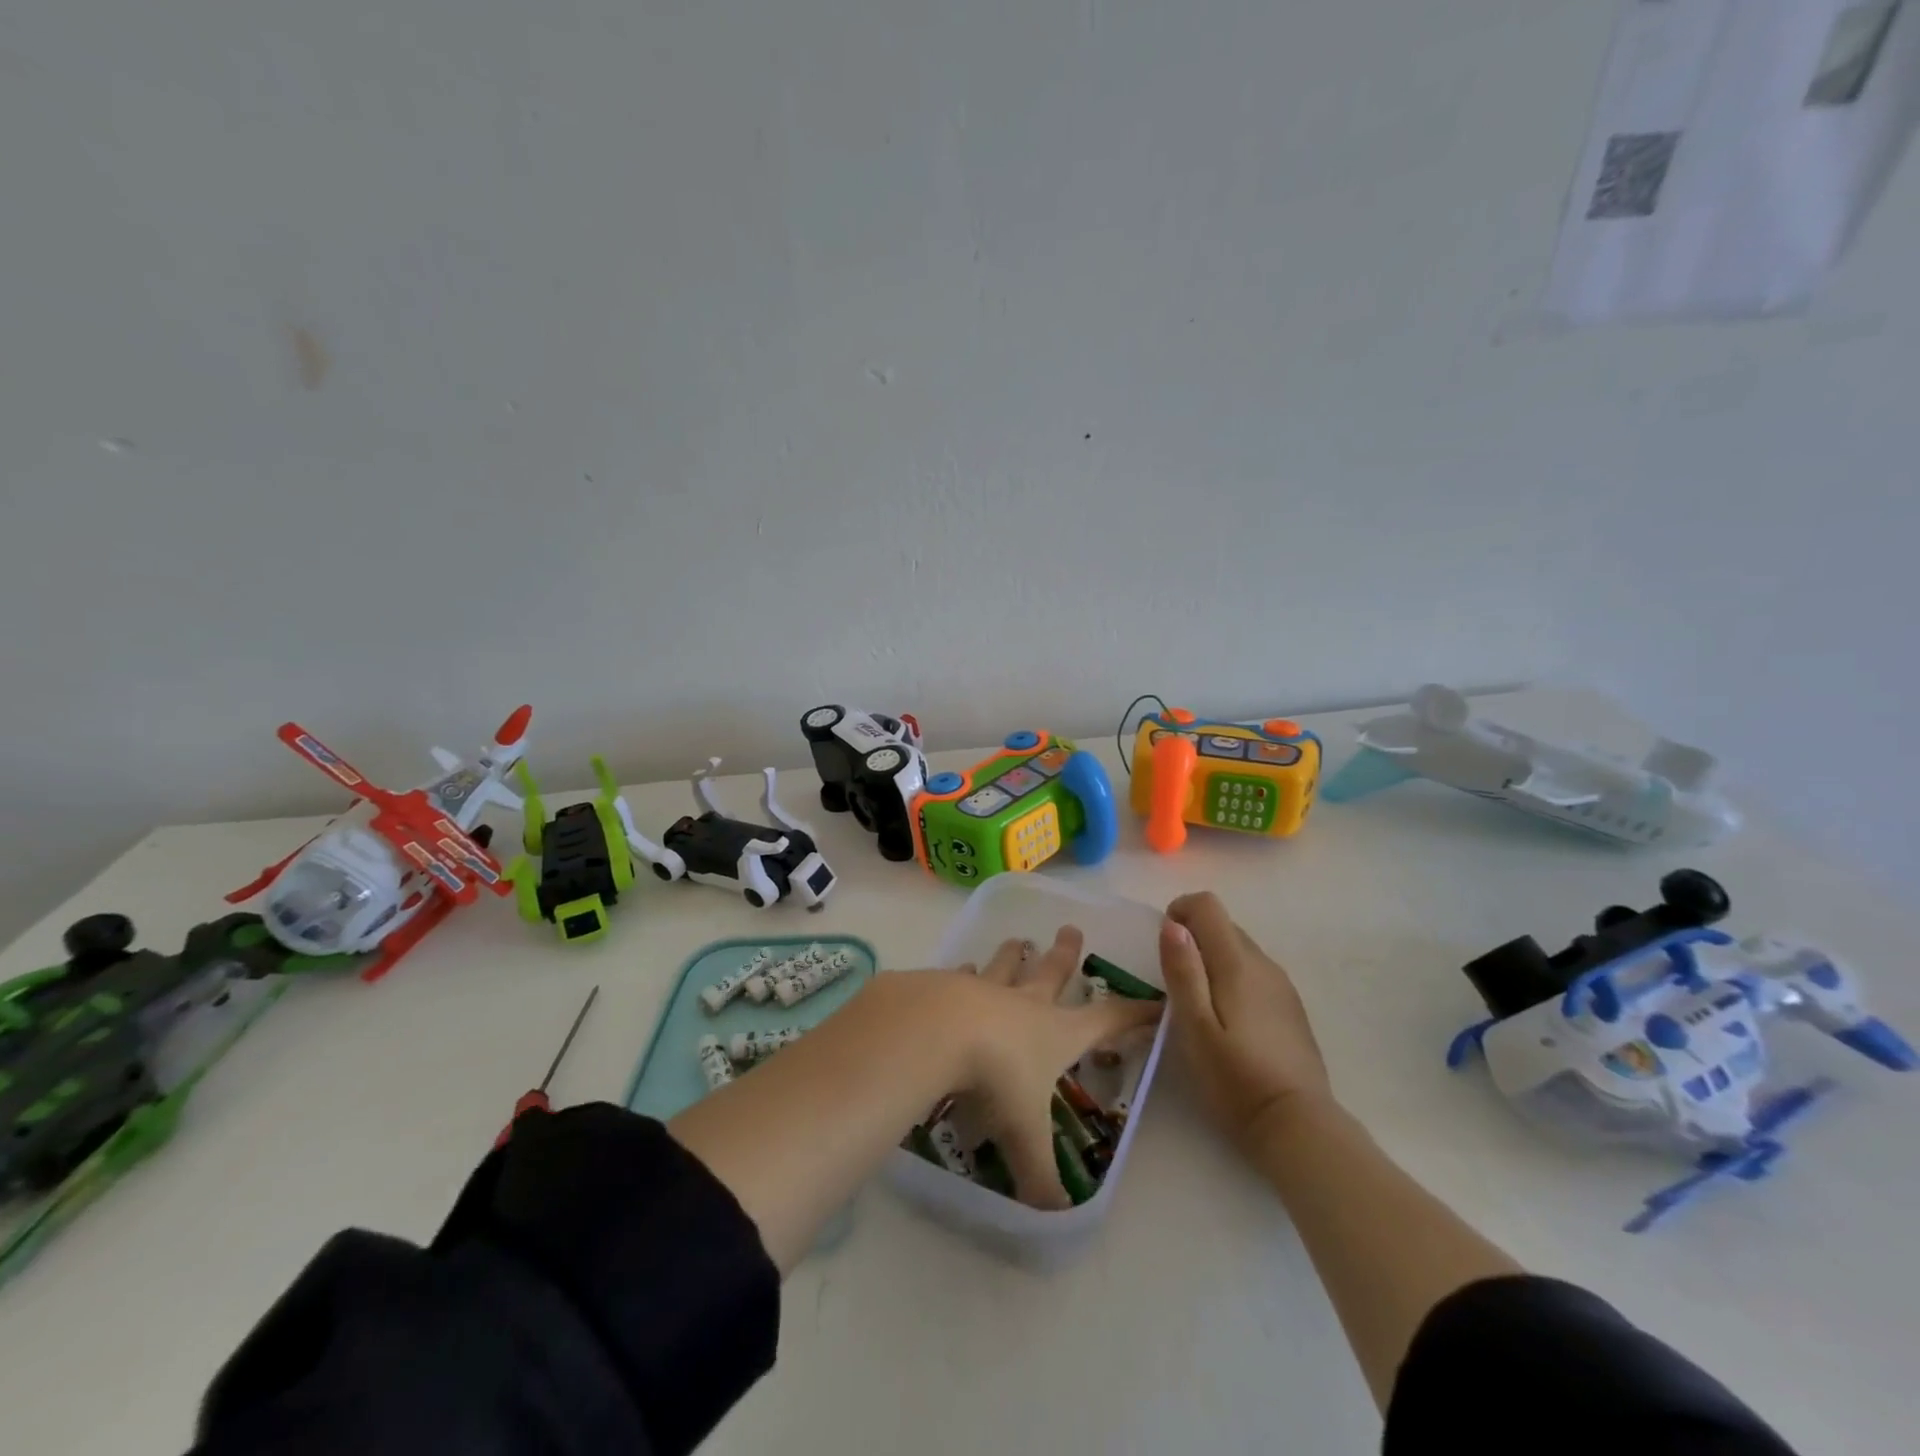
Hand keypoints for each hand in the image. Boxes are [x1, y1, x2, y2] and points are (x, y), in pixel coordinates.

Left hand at [942, 926, 1161, 1209]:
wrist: (936, 1030)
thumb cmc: (995, 1077)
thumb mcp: (1024, 1135)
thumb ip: (1040, 1177)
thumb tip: (1055, 1220)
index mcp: (1056, 1033)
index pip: (1107, 1020)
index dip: (1134, 1014)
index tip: (1156, 1000)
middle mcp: (1024, 1003)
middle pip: (1052, 972)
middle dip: (1065, 954)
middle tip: (1071, 929)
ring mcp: (984, 988)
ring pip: (1006, 965)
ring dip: (1014, 954)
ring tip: (1019, 940)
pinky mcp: (946, 985)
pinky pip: (960, 976)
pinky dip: (963, 972)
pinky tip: (960, 968)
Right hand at [1160, 892, 1331, 1149]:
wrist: (1297, 1126)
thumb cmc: (1234, 1078)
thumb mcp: (1194, 1026)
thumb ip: (1183, 971)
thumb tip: (1172, 923)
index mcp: (1237, 962)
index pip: (1208, 905)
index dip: (1180, 912)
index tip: (1164, 946)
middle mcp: (1263, 963)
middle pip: (1224, 925)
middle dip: (1193, 939)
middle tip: (1175, 983)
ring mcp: (1282, 986)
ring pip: (1240, 950)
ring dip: (1213, 960)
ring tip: (1198, 1006)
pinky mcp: (1291, 1008)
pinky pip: (1255, 974)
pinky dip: (1233, 979)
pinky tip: (1229, 1023)